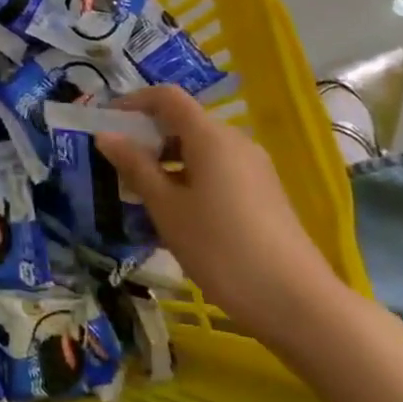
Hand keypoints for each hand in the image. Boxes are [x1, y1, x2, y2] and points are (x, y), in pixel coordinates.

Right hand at [97, 85, 345, 347]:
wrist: (297, 304)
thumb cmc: (220, 248)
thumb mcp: (166, 207)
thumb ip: (135, 166)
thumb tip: (105, 135)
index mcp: (211, 137)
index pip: (167, 97)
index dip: (133, 102)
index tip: (106, 123)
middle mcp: (235, 142)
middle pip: (184, 122)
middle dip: (148, 136)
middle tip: (117, 164)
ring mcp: (254, 169)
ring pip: (200, 149)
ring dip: (167, 160)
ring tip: (141, 193)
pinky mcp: (264, 194)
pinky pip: (218, 170)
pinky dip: (189, 177)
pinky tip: (176, 213)